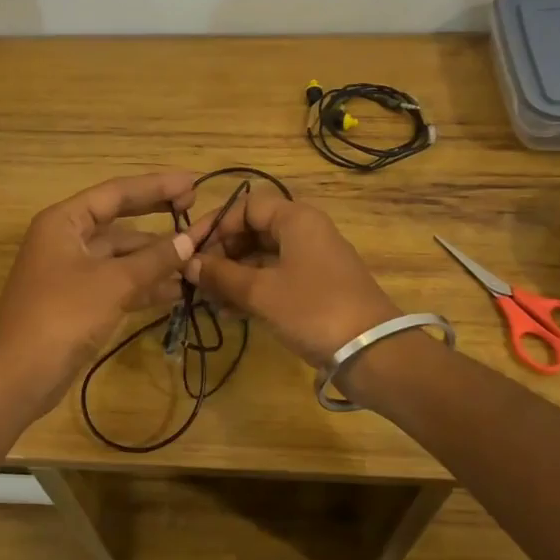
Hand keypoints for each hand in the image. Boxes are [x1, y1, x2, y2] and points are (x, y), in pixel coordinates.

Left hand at [0, 170, 198, 420]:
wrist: (17, 376)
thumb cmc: (61, 315)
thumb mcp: (113, 283)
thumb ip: (154, 259)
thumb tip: (189, 240)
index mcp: (65, 221)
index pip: (117, 192)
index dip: (157, 185)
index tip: (194, 182)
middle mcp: (68, 240)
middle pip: (120, 220)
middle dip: (158, 217)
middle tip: (196, 209)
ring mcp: (73, 272)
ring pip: (122, 255)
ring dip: (156, 257)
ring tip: (198, 257)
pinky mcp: (80, 302)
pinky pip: (119, 282)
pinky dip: (145, 284)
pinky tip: (177, 290)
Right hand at [183, 189, 399, 365]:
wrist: (372, 352)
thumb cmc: (312, 309)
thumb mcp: (260, 292)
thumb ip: (221, 275)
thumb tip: (187, 263)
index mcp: (296, 218)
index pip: (245, 207)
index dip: (215, 225)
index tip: (189, 249)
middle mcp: (305, 232)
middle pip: (253, 231)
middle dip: (221, 253)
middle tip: (194, 278)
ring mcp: (312, 261)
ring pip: (262, 257)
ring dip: (233, 275)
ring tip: (206, 299)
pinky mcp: (316, 288)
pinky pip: (275, 279)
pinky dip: (251, 290)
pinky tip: (228, 311)